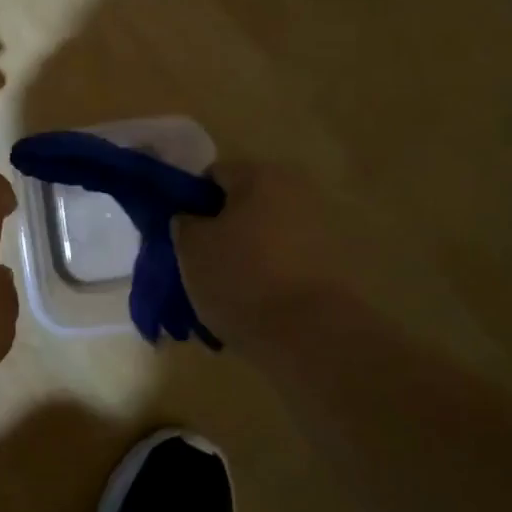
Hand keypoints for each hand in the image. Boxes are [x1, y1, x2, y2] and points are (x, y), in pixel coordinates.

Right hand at [175, 160, 366, 350]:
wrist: (310, 336)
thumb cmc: (241, 278)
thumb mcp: (191, 247)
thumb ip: (184, 223)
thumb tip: (191, 219)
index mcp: (260, 176)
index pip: (213, 175)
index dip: (190, 201)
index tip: (179, 234)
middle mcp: (295, 192)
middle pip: (242, 205)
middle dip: (219, 230)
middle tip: (197, 263)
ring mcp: (319, 229)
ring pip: (263, 236)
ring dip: (243, 254)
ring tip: (222, 292)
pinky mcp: (332, 265)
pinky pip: (284, 262)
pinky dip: (266, 277)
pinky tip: (251, 305)